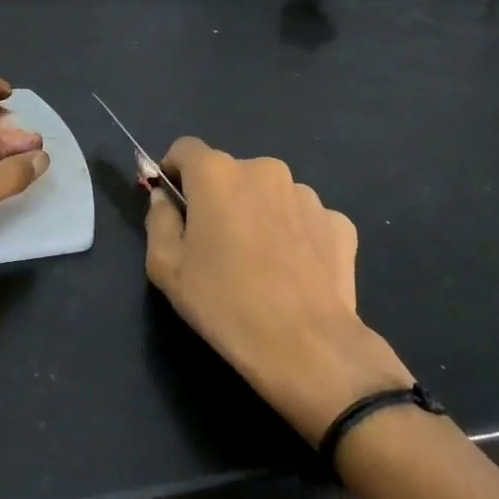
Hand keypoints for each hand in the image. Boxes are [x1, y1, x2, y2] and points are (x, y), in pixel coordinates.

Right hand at [145, 137, 412, 443]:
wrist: (308, 348)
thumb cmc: (225, 304)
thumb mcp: (166, 267)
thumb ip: (158, 220)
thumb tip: (165, 198)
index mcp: (217, 173)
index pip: (185, 150)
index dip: (174, 173)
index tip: (173, 205)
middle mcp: (264, 170)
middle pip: (229, 173)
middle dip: (218, 198)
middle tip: (215, 245)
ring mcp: (307, 194)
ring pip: (268, 195)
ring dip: (258, 215)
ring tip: (259, 263)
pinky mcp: (339, 222)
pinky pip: (303, 219)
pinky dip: (293, 235)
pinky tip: (293, 272)